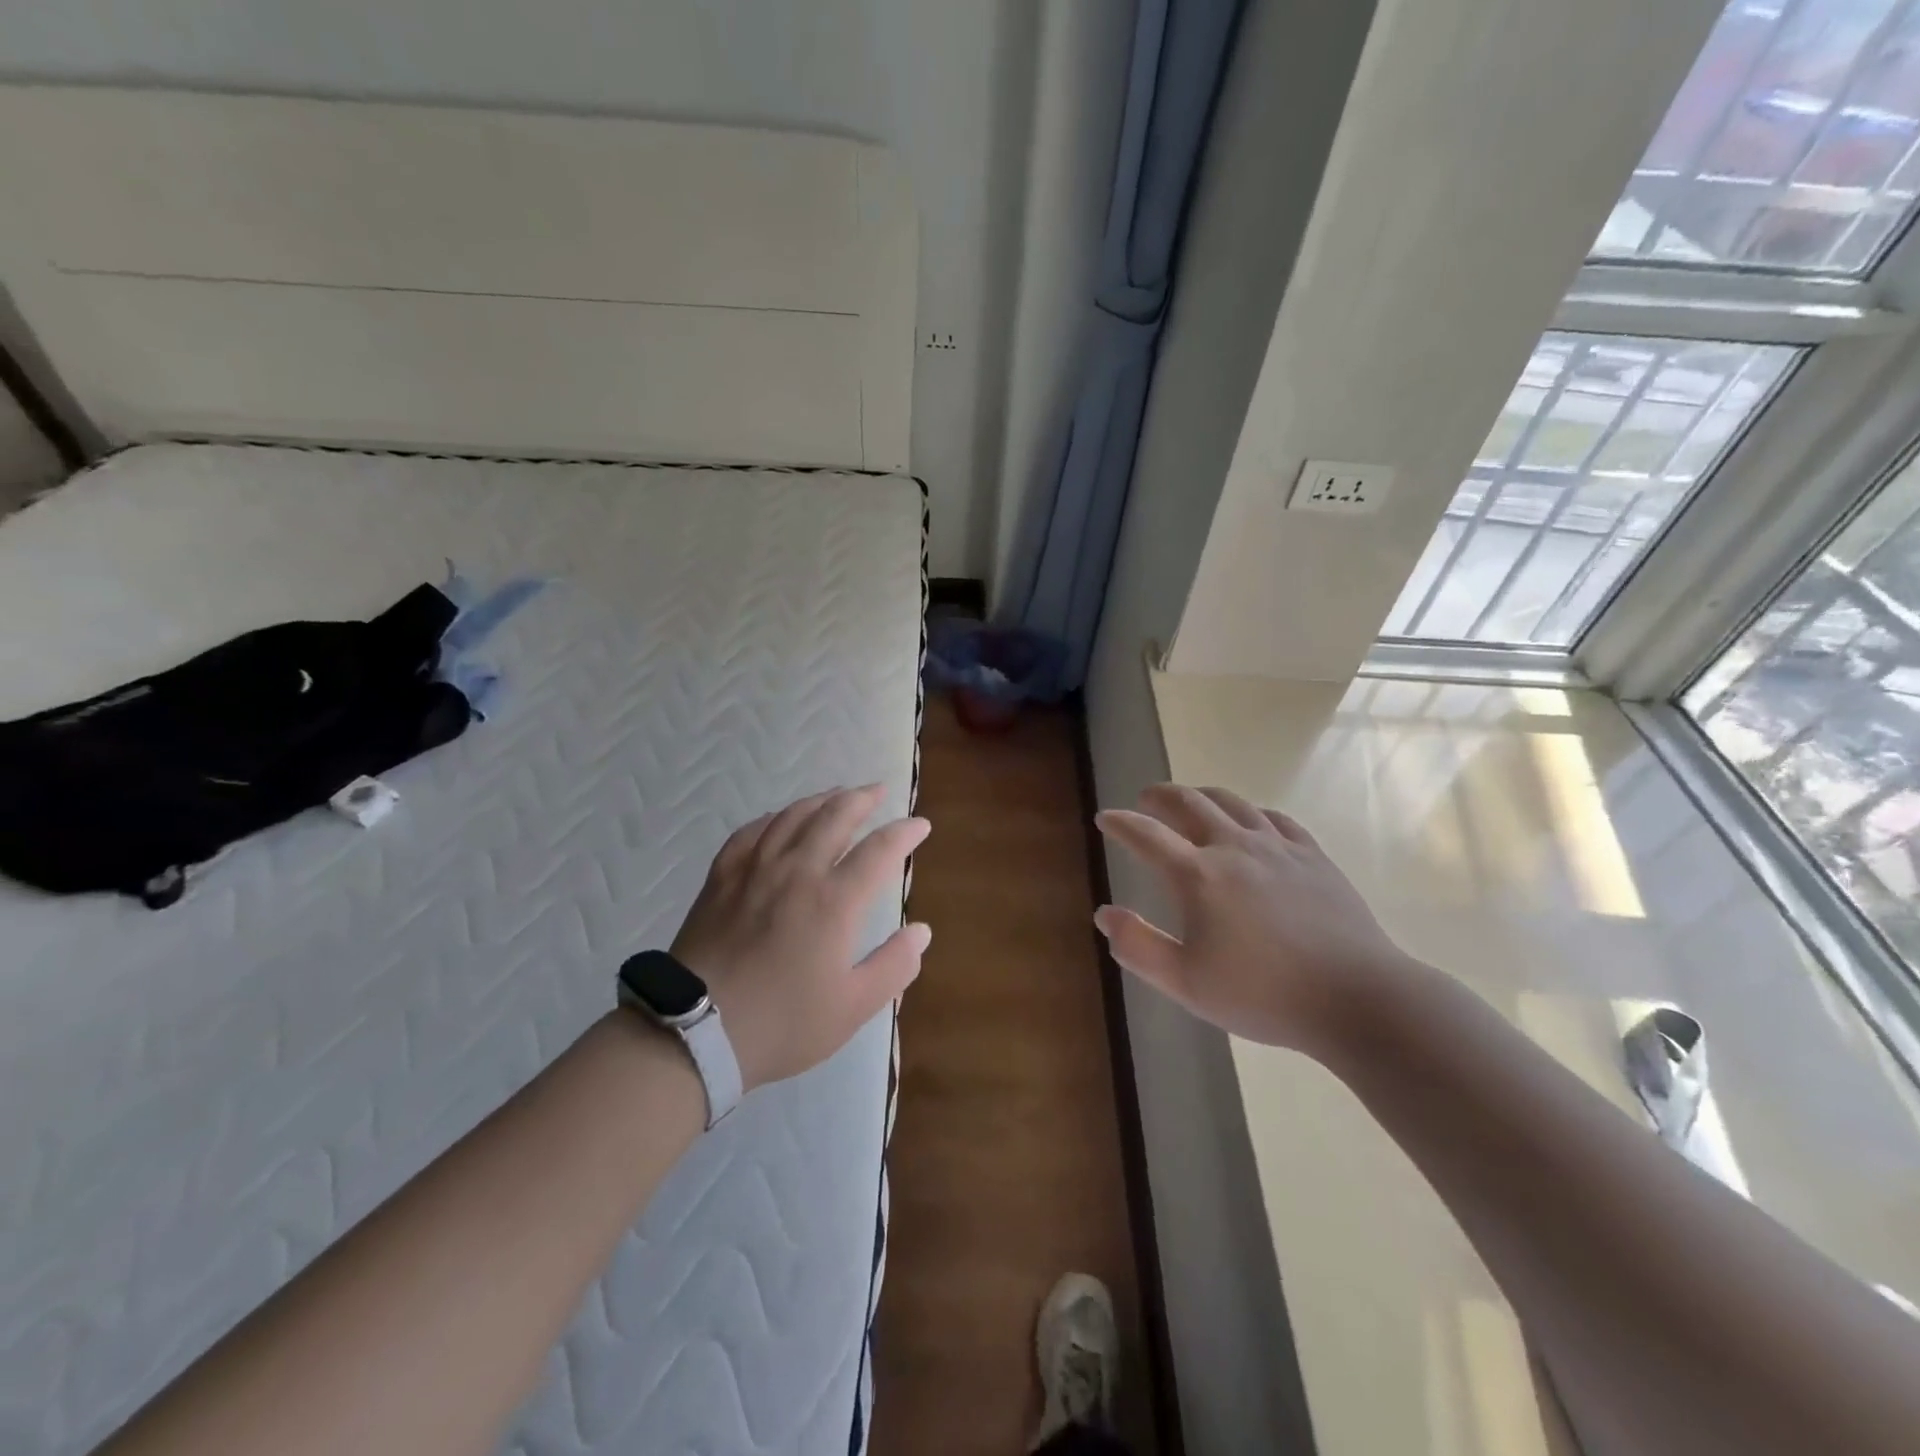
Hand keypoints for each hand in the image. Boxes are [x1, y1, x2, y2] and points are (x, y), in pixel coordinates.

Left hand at [670, 785, 930, 1091]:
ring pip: (793, 816)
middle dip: (862, 799)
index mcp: (835, 901)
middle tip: (879, 791)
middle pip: (835, 816)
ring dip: (822, 799)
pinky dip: (774, 818)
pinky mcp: (721, 878)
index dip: (904, 833)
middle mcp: (798, 871)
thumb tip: (922, 931)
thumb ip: (894, 967)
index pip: (880, 850)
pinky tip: (780, 819)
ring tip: (838, 795)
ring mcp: (755, 870)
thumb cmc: (782, 1024)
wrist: (694, 1032)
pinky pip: (752, 832)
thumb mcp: (852, 1007)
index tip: (920, 826)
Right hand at [1094, 784, 1413, 1056]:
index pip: (1147, 835)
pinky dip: (1251, 812)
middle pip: (1189, 803)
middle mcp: (1234, 847)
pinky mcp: (1312, 856)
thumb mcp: (1186, 983)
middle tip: (1146, 798)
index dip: (1121, 823)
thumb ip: (1138, 946)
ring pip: (1232, 803)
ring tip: (1191, 800)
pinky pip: (1275, 819)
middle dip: (1161, 796)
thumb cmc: (1263, 995)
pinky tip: (1251, 822)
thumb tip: (1104, 913)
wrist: (1356, 997)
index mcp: (1198, 875)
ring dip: (1202, 795)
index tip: (1105, 817)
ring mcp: (1278, 847)